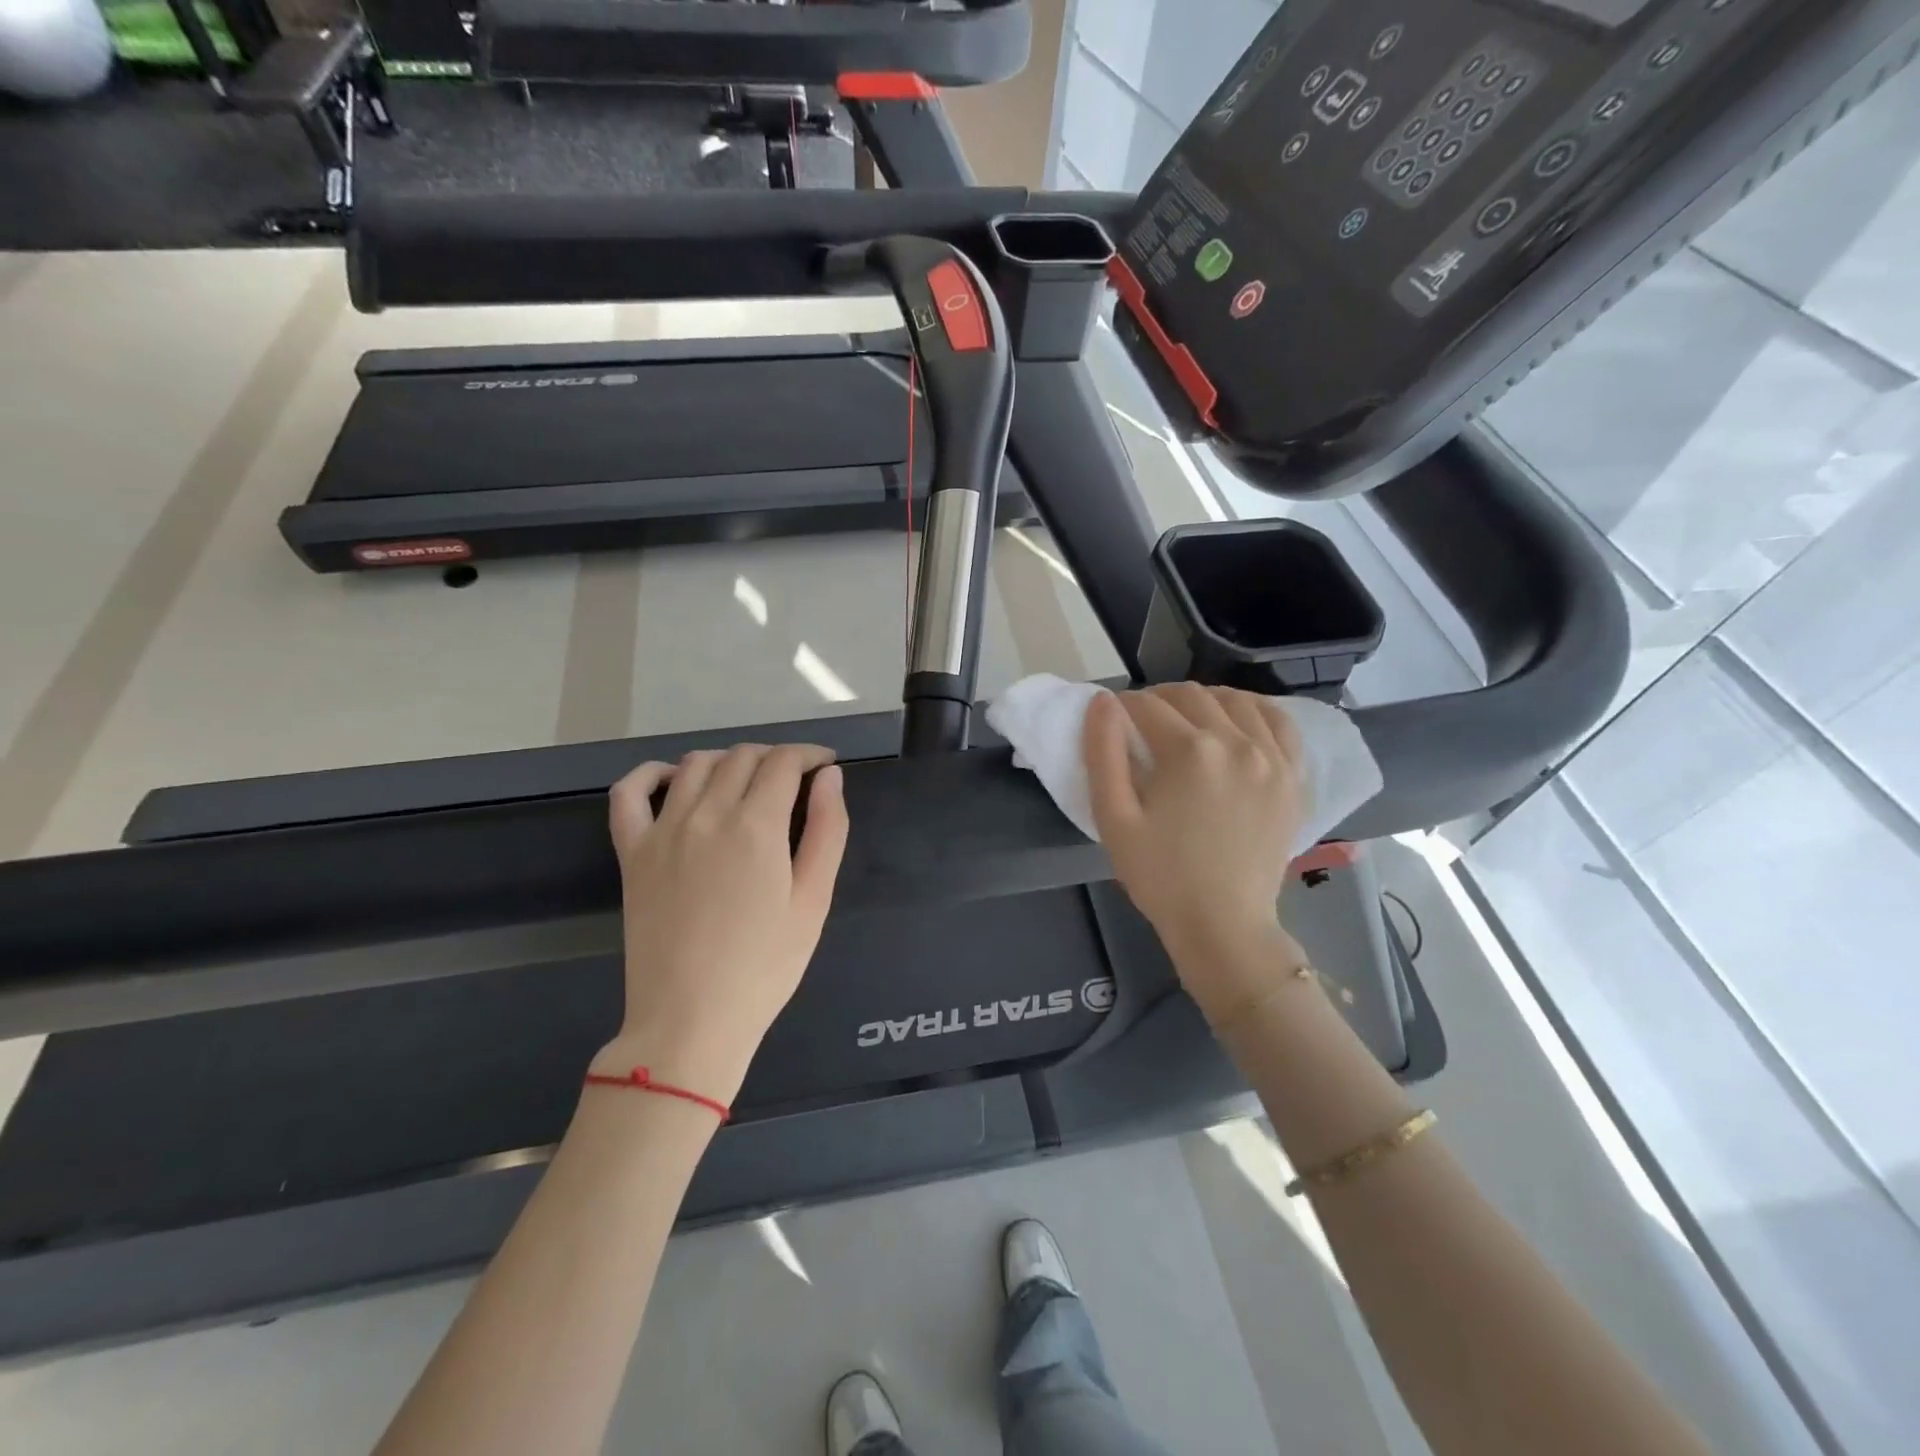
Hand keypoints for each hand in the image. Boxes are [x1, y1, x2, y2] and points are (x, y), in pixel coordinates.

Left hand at [599, 744, 848, 1102]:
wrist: (690, 1020)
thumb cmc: (765, 967)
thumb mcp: (814, 901)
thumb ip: (828, 831)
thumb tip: (829, 778)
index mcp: (756, 827)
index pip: (784, 763)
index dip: (810, 755)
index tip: (826, 765)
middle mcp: (706, 814)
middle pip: (743, 757)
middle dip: (776, 757)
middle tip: (796, 780)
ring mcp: (662, 831)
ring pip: (696, 764)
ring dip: (728, 760)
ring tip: (747, 781)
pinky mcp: (631, 852)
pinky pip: (629, 792)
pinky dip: (653, 773)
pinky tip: (674, 778)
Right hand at [1085, 685, 1309, 1015]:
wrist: (1223, 925)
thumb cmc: (1160, 876)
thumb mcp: (1114, 818)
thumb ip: (1103, 753)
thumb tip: (1102, 703)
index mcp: (1189, 751)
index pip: (1147, 705)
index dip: (1122, 707)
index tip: (1112, 721)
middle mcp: (1236, 742)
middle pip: (1191, 696)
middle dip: (1159, 699)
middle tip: (1141, 723)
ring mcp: (1272, 758)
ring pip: (1236, 701)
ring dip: (1204, 700)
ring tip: (1185, 720)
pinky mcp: (1293, 777)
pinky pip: (1280, 723)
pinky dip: (1255, 711)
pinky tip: (1238, 721)